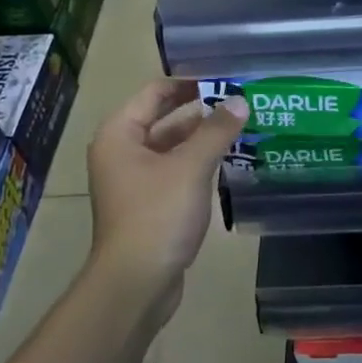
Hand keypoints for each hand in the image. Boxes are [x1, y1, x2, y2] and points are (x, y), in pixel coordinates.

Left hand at [86, 79, 247, 324]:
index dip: (189, 83)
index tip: (225, 78)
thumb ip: (216, 131)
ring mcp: (134, 180)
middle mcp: (121, 151)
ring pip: (172, 146)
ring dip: (202, 138)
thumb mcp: (191, 167)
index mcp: (119, 134)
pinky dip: (198, 163)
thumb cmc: (157, 215)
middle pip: (164, 118)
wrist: (136, 284)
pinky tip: (229, 161)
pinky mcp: (149, 204)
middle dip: (201, 111)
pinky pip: (175, 171)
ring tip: (242, 127)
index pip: (155, 92)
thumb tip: (240, 100)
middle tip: (240, 101)